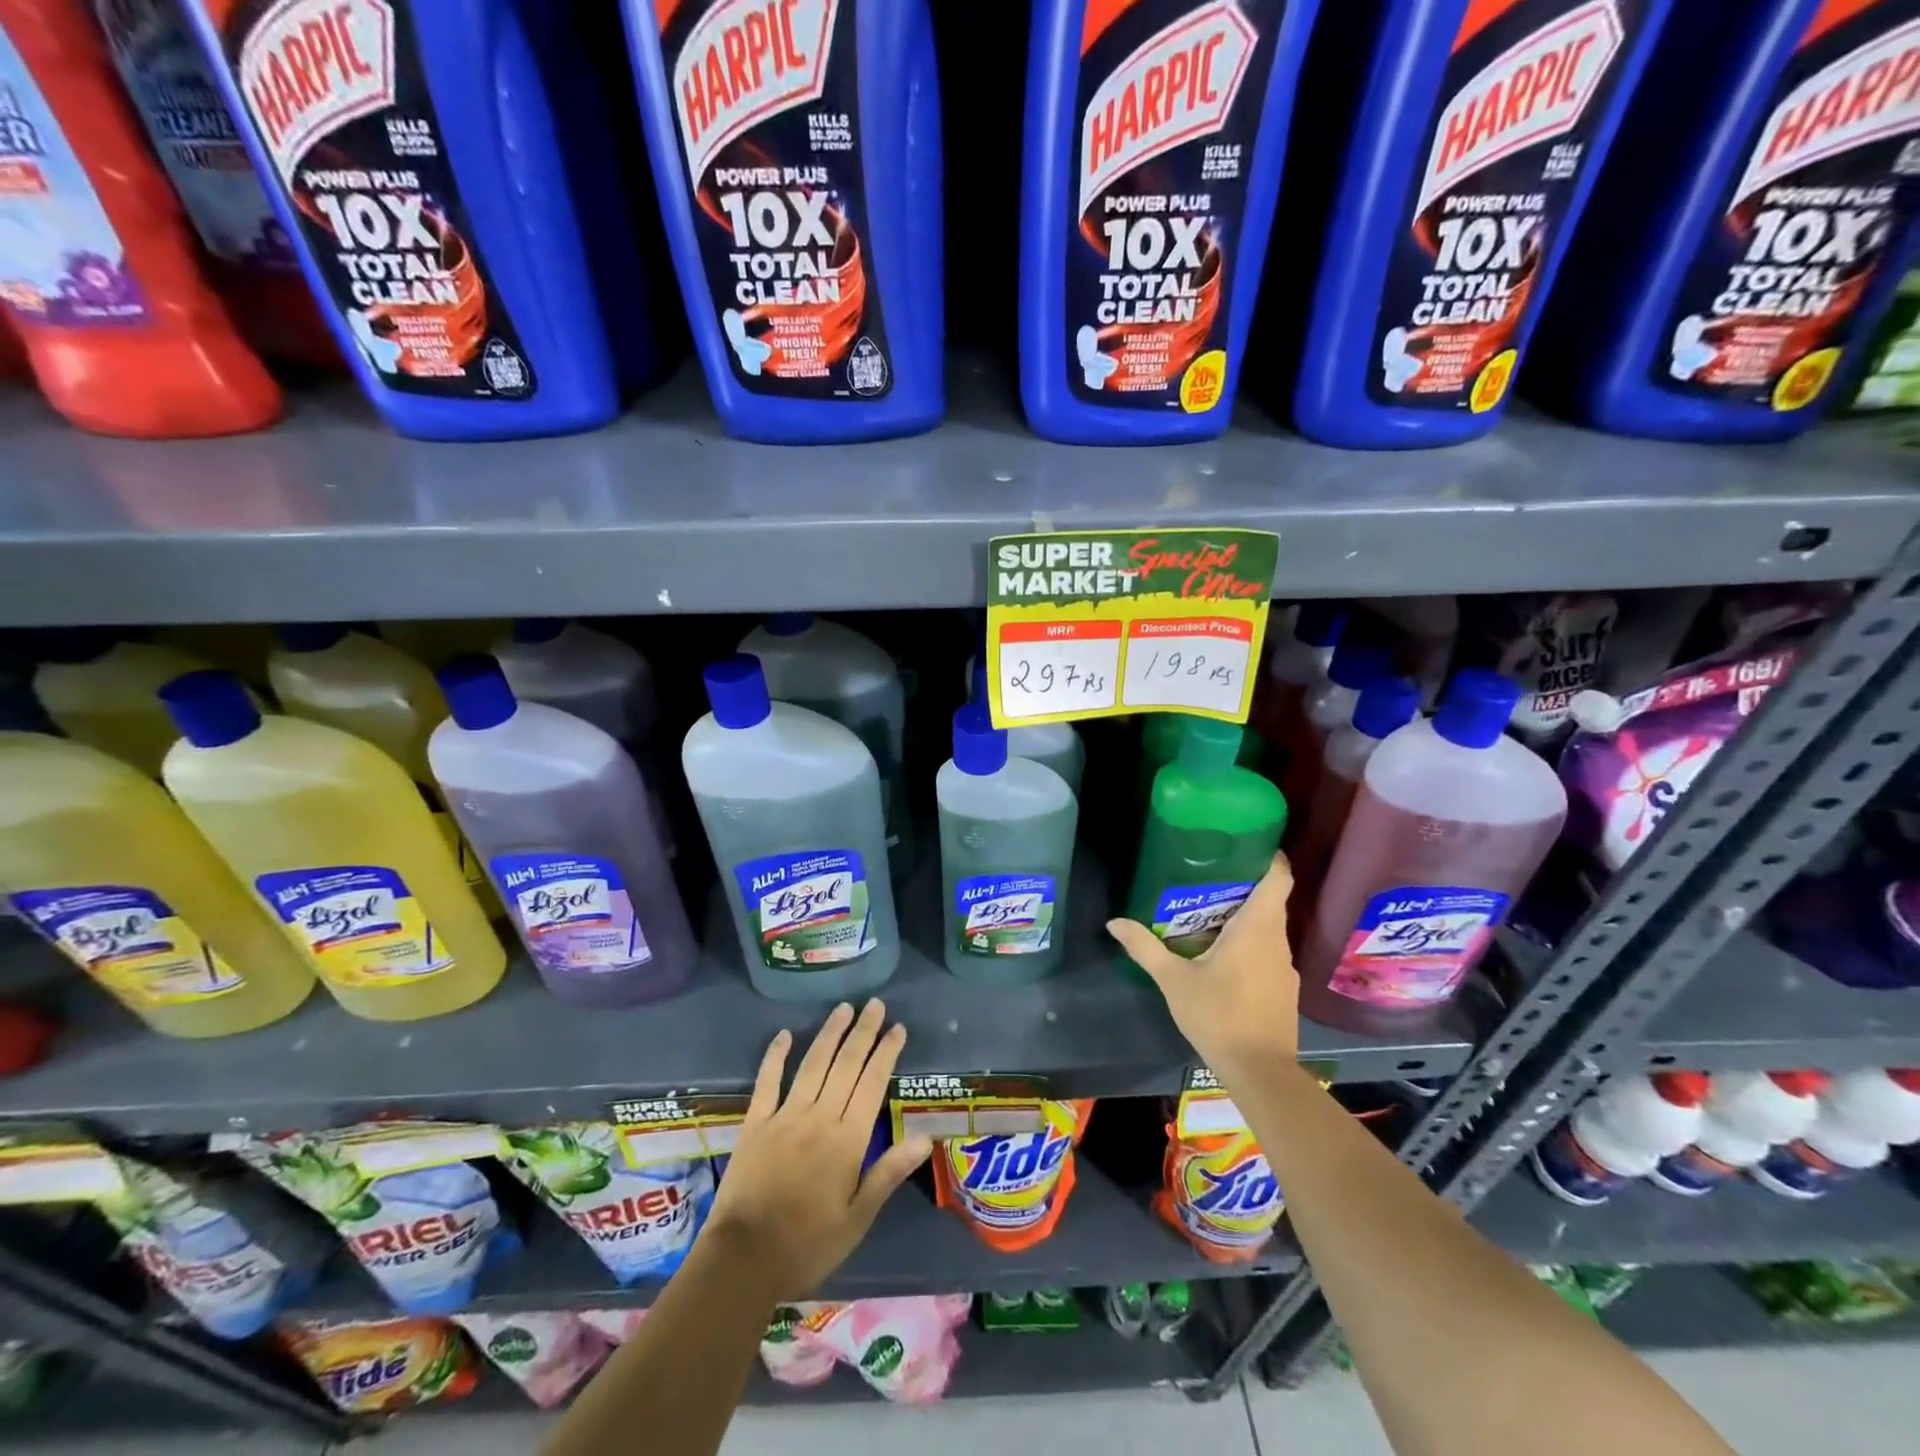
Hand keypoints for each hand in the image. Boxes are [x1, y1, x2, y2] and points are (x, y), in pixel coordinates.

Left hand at [705, 1000, 931, 1299]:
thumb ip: (888, 1173)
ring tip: (843, 1008)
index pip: (872, 1083)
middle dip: (863, 1032)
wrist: (743, 1260)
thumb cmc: (808, 1245)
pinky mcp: (755, 1123)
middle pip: (845, 1064)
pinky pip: (767, 1081)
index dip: (886, 1053)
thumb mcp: (857, 1218)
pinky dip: (775, 1055)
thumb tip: (925, 1138)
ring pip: (813, 1064)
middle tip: (875, 1004)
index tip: (898, 1028)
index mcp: (847, 1140)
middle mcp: (819, 1117)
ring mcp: (785, 1116)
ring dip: (829, 1034)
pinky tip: (784, 1035)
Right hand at [1108, 852, 1299, 1081]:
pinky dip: (1250, 944)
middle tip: (1208, 877)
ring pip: (1269, 928)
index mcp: (1257, 929)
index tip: (1246, 844)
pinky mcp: (1284, 990)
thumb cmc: (1218, 1016)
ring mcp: (1285, 967)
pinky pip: (1268, 952)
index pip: (1278, 878)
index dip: (1268, 857)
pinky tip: (1222, 957)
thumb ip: (1144, 947)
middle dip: (1243, 886)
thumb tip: (1114, 922)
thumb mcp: (1173, 980)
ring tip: (1208, 914)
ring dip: (1245, 917)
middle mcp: (1277, 941)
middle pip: (1270, 901)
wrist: (1260, 1072)